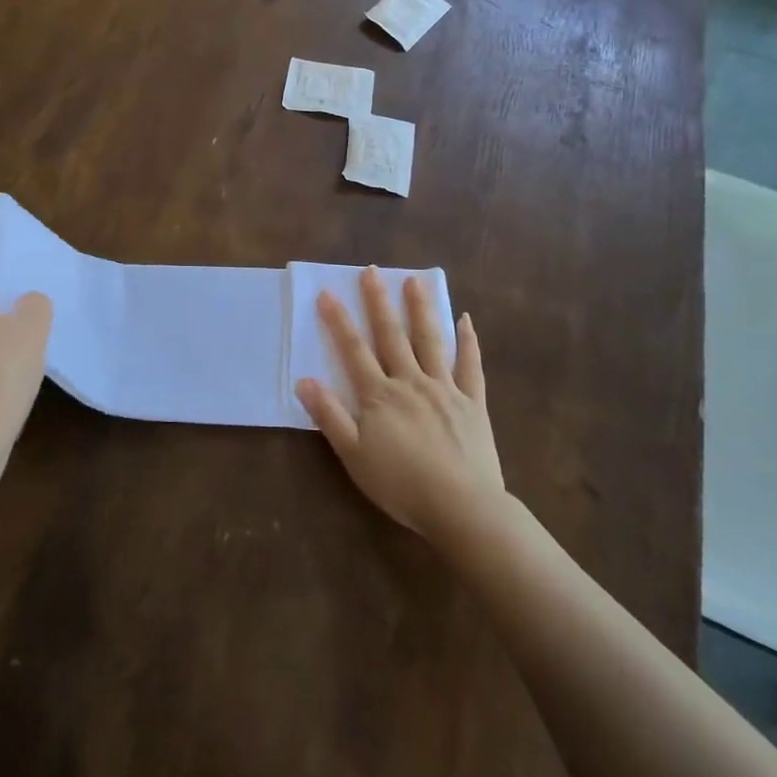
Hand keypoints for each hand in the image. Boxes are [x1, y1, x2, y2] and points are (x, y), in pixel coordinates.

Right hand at [296, 268, 500, 545]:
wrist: (461, 506)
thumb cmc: (401, 484)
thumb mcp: (353, 455)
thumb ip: (329, 416)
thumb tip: (304, 380)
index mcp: (380, 395)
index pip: (354, 350)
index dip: (339, 321)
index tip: (328, 293)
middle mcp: (411, 381)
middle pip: (391, 335)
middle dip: (378, 302)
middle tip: (371, 270)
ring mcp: (445, 388)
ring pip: (431, 340)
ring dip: (420, 309)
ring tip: (414, 280)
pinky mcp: (472, 402)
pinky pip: (470, 365)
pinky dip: (468, 340)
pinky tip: (465, 319)